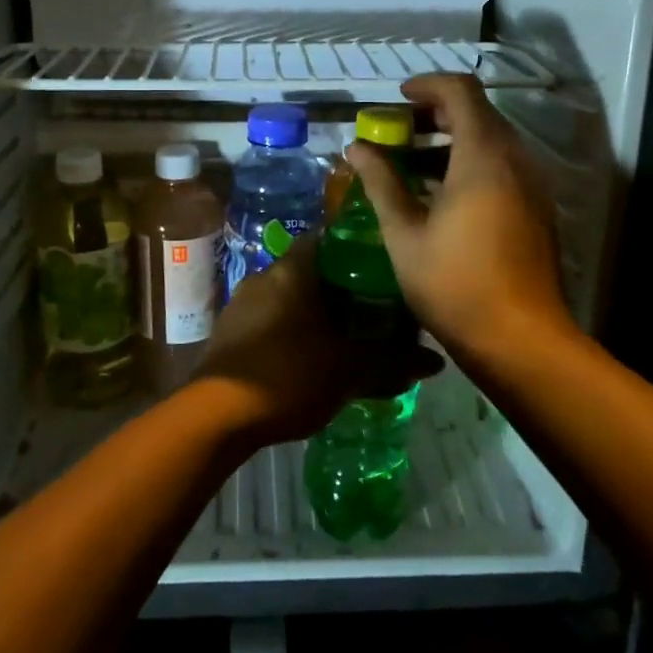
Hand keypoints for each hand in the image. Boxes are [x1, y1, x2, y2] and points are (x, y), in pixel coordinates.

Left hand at [192, 234, 441, 443]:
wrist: (217, 414)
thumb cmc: (290, 374)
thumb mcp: (349, 370)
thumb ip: (392, 361)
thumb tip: (436, 362)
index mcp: (293, 270)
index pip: (328, 238)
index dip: (356, 248)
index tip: (381, 266)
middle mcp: (264, 276)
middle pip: (309, 271)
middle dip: (339, 289)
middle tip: (371, 309)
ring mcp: (241, 305)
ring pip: (287, 299)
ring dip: (313, 314)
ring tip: (343, 339)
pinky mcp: (228, 334)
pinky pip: (268, 322)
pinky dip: (290, 333)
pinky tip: (307, 360)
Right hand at [345, 73, 569, 362]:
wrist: (520, 339)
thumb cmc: (454, 282)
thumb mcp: (404, 232)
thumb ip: (381, 182)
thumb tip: (356, 148)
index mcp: (483, 155)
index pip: (460, 91)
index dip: (426, 85)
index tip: (397, 99)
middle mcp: (515, 159)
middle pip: (478, 113)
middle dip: (435, 114)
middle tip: (397, 133)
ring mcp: (531, 184)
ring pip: (491, 141)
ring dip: (451, 141)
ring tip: (410, 165)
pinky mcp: (536, 208)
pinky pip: (502, 167)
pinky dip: (470, 164)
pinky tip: (439, 196)